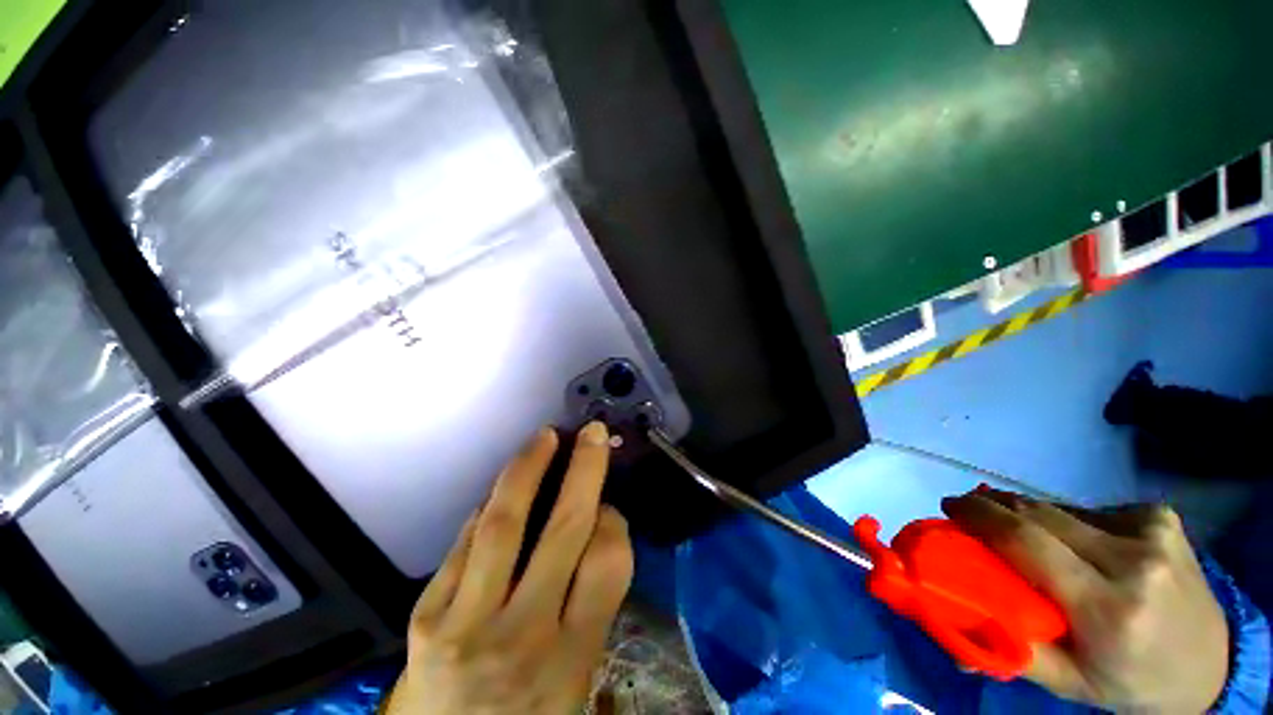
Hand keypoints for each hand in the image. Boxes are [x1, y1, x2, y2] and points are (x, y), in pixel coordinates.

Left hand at [383, 422, 632, 714]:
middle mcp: (522, 635)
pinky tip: (502, 489)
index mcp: (570, 659)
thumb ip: (590, 605)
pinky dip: (488, 508)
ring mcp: (466, 623)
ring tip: (543, 438)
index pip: (606, 565)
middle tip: (592, 434)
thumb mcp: (576, 679)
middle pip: (562, 530)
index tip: (609, 507)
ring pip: (504, 524)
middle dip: (583, 471)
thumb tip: (596, 526)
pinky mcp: (426, 617)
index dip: (613, 523)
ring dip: (527, 470)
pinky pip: (465, 543)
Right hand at [942, 487, 1228, 712]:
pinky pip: (1092, 510)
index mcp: (1108, 607)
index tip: (949, 507)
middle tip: (971, 515)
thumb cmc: (1130, 680)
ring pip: (1062, 509)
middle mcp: (1133, 559)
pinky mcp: (1161, 516)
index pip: (1025, 543)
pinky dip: (1070, 522)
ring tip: (1026, 538)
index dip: (979, 516)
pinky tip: (1081, 545)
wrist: (1212, 664)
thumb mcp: (1068, 683)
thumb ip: (1009, 651)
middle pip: (1039, 515)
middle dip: (996, 509)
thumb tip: (949, 631)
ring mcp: (1152, 531)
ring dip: (1032, 518)